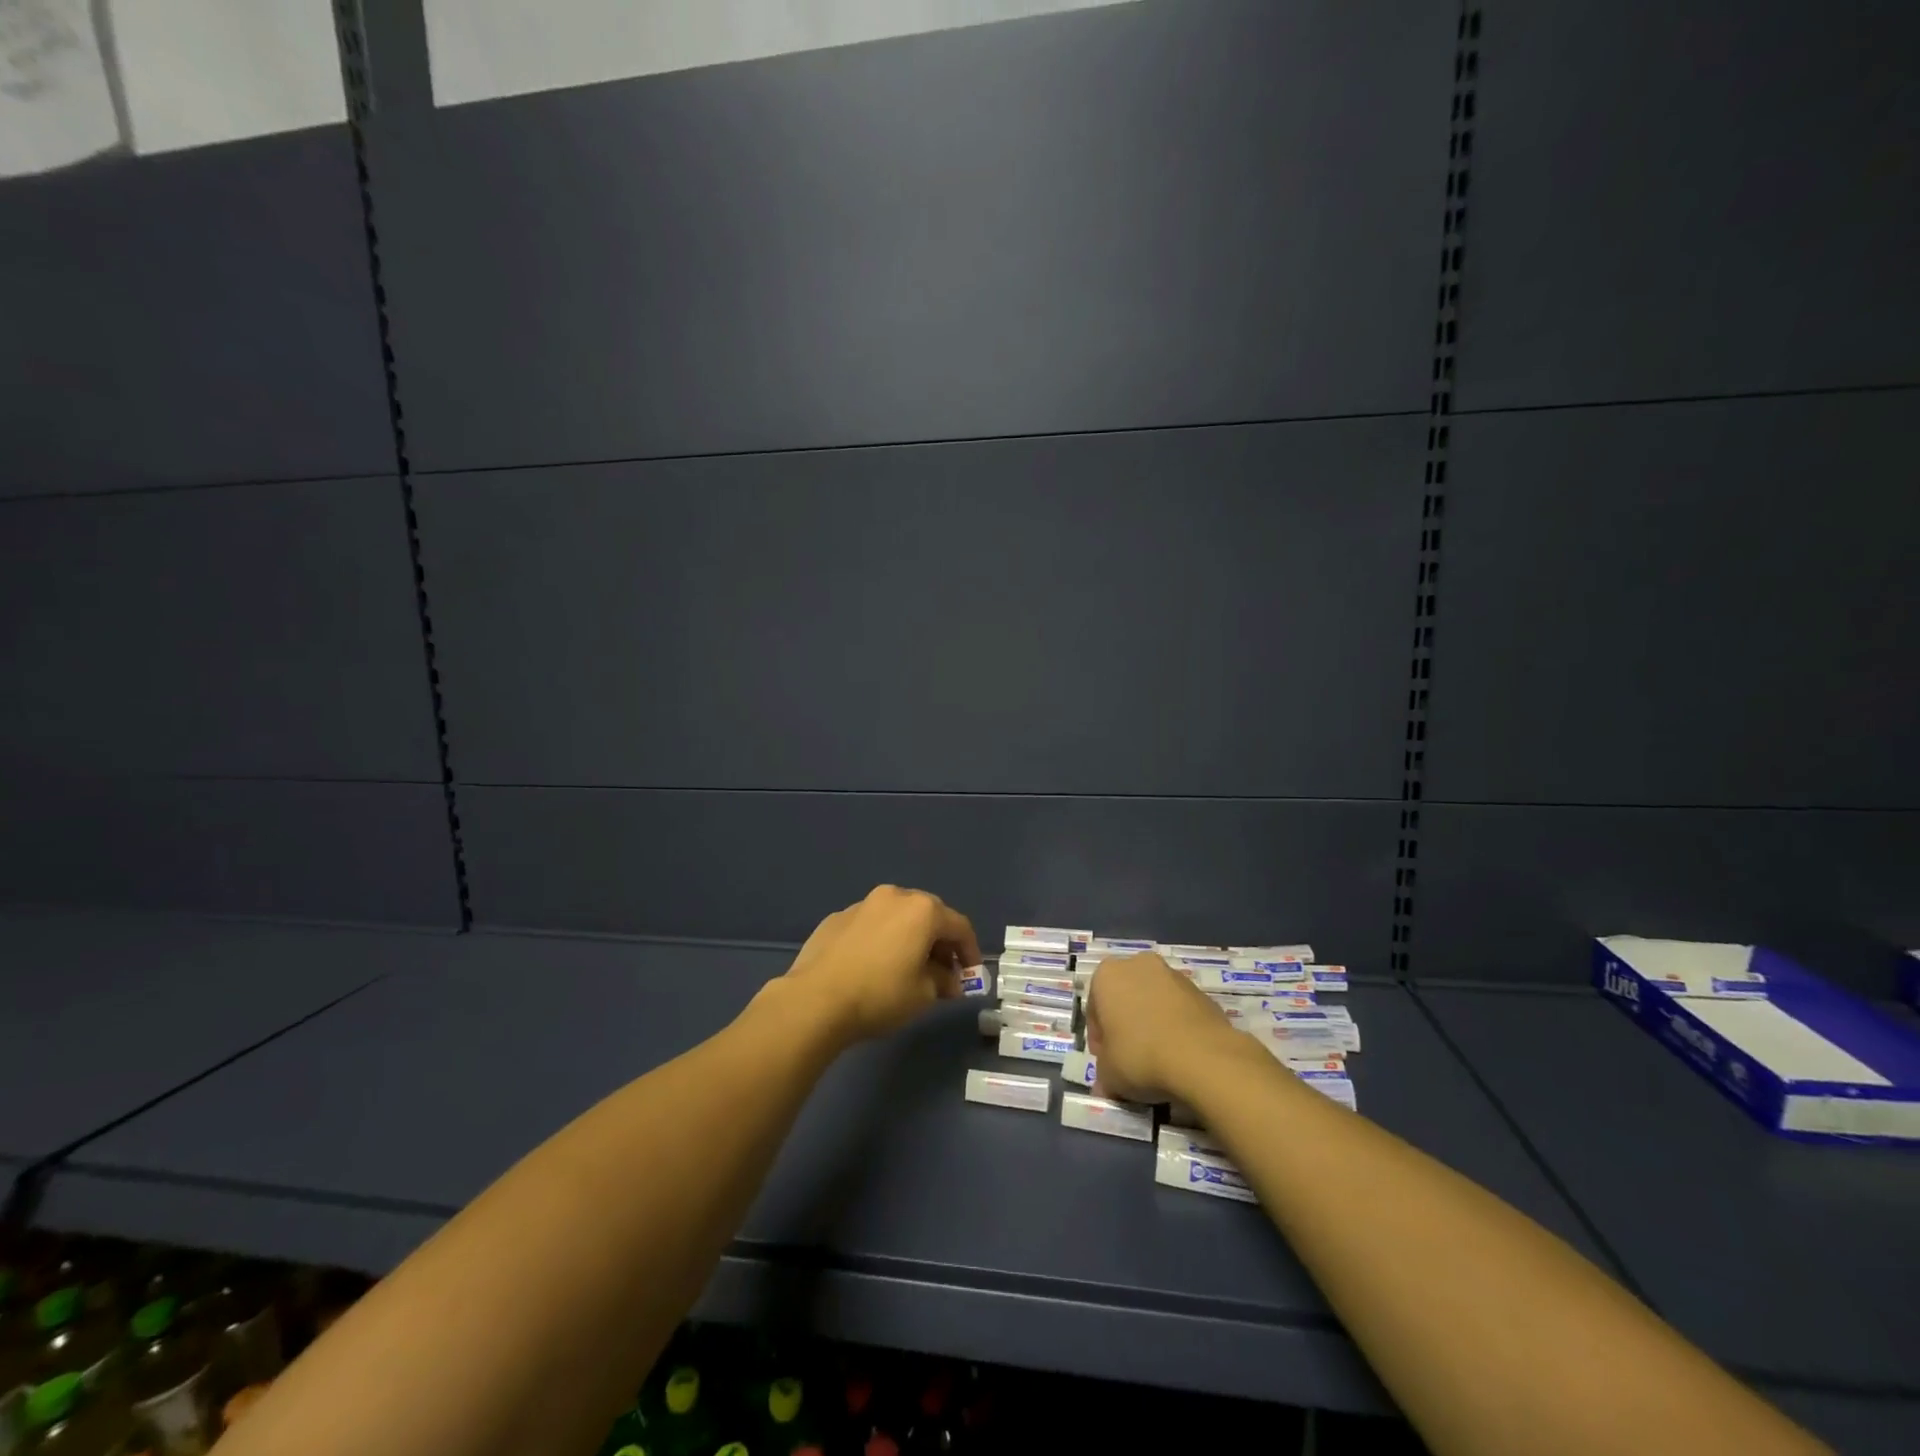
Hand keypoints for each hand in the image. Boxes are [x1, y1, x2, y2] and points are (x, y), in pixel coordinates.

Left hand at [780, 885, 981, 1044]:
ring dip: (909, 937)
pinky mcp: (837, 918)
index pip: (959, 926)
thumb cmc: (880, 995)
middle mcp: (894, 897)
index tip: (971, 975)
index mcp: (922, 910)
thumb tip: (949, 979)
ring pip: (897, 916)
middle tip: (942, 971)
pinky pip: (871, 925)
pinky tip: (873, 966)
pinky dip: (881, 939)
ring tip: (907, 967)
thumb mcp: (924, 995)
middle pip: (928, 915)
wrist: (815, 1000)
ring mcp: (862, 904)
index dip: (970, 951)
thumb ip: (944, 981)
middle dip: (939, 942)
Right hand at [1086, 953, 1235, 1102]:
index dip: (1099, 1040)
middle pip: (1125, 999)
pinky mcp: (1202, 992)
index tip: (1108, 1063)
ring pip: (1154, 1003)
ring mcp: (1174, 975)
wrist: (1203, 1058)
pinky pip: (1179, 1011)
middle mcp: (1139, 965)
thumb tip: (1107, 1085)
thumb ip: (1103, 1074)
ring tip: (1159, 1062)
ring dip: (1152, 1026)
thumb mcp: (1108, 1074)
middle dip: (1126, 1027)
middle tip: (1130, 1060)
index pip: (1095, 1009)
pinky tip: (1180, 1057)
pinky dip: (1176, 1029)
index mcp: (1107, 975)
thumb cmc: (1141, 1056)